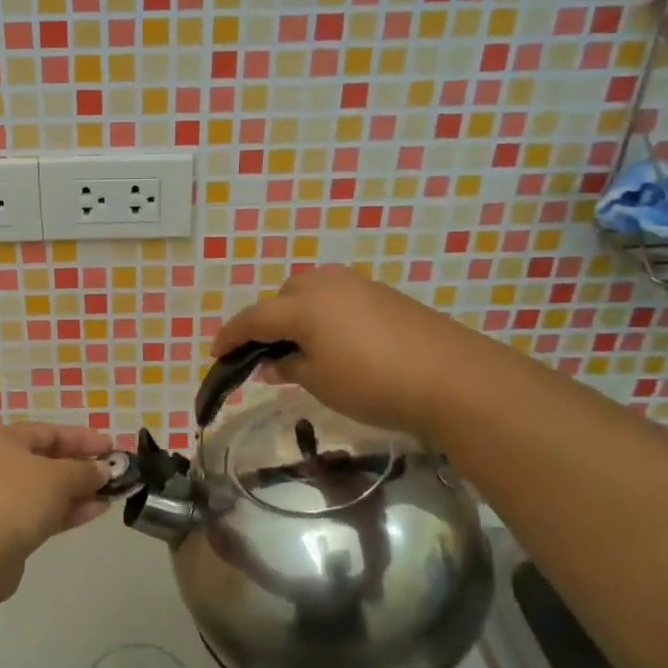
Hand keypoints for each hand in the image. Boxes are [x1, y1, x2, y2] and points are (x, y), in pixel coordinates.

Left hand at [0, 423, 112, 596]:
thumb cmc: (15, 499)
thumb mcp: (58, 477)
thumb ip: (85, 471)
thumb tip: (102, 470)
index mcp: (4, 441)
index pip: (49, 432)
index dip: (83, 438)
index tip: (111, 447)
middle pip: (47, 460)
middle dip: (82, 467)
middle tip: (112, 473)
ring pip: (45, 490)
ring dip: (78, 492)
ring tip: (111, 495)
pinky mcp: (3, 529)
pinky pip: (41, 513)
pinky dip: (66, 511)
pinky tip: (95, 512)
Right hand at [212, 266, 474, 435]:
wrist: (451, 377)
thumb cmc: (372, 383)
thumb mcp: (320, 381)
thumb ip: (288, 367)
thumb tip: (270, 363)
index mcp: (302, 305)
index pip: (253, 318)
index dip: (231, 337)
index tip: (216, 354)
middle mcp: (325, 284)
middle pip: (282, 296)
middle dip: (268, 321)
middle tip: (266, 353)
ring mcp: (358, 285)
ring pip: (312, 292)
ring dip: (297, 314)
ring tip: (302, 347)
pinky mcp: (384, 294)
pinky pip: (338, 298)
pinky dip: (325, 315)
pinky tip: (337, 341)